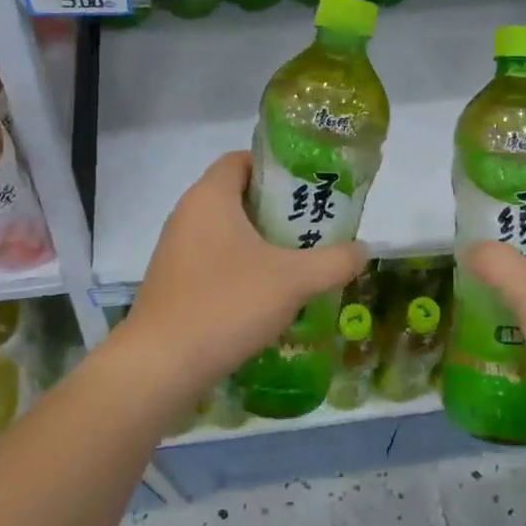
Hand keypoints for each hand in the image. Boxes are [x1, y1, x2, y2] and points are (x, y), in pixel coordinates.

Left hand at [122, 152, 367, 386]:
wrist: (161, 366)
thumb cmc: (227, 303)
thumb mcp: (293, 281)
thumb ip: (334, 261)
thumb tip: (364, 250)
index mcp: (209, 197)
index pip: (241, 159)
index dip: (276, 166)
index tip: (308, 187)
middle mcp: (187, 215)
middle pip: (237, 196)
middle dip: (277, 209)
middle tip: (314, 226)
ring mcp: (176, 250)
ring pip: (227, 232)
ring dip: (261, 242)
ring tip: (299, 261)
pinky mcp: (174, 282)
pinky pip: (214, 260)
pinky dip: (242, 268)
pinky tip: (268, 295)